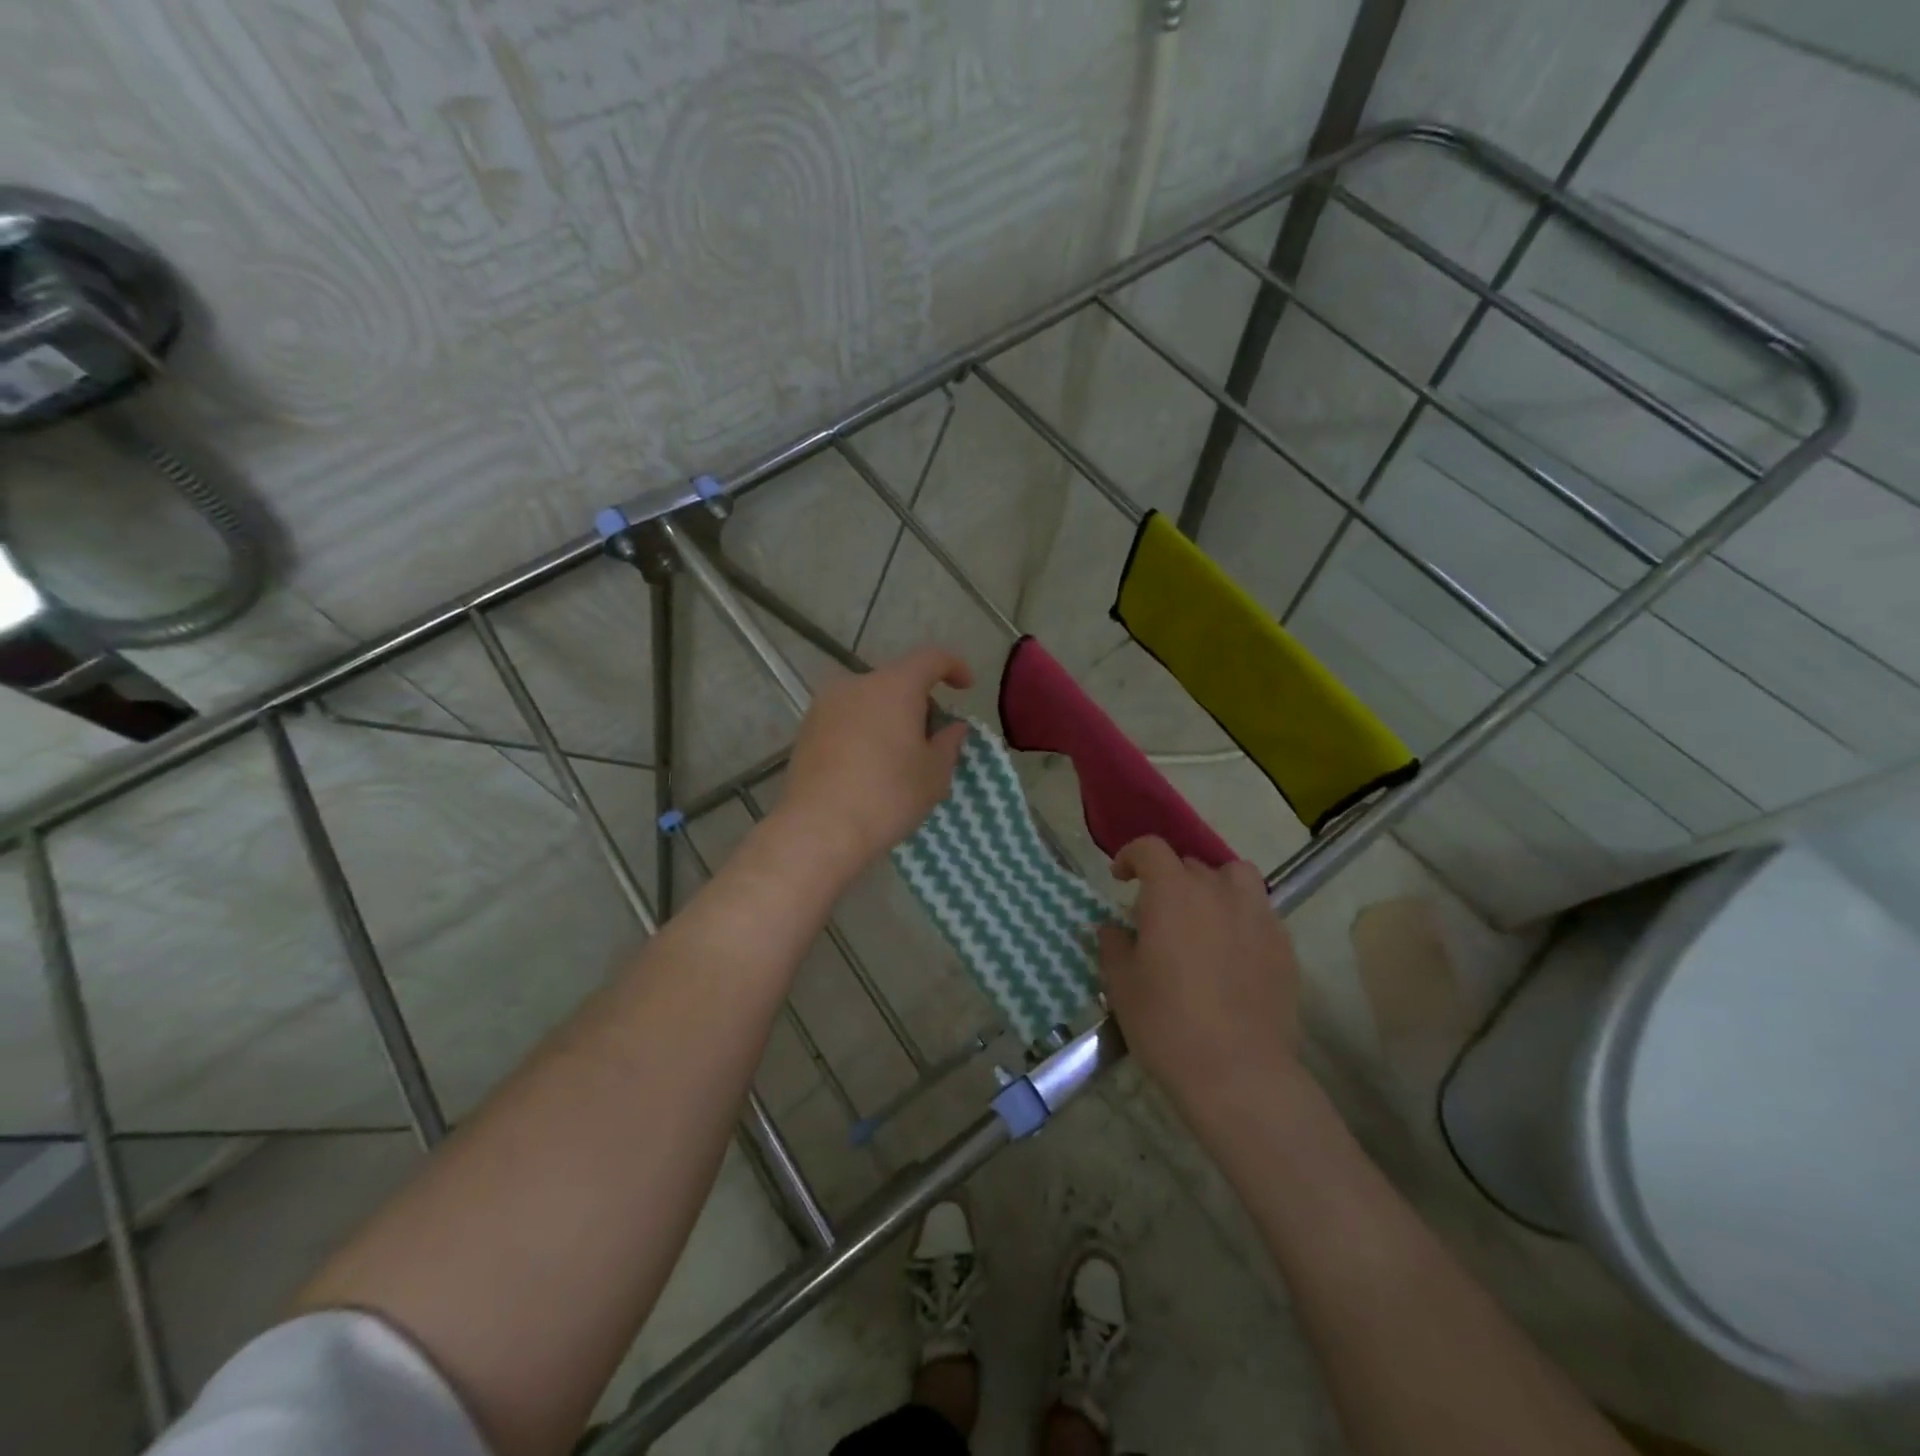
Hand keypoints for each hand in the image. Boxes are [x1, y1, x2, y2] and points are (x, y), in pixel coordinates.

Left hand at [776, 646, 972, 880]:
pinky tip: (869, 767)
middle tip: (932, 738)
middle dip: (919, 702)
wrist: (818, 829)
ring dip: (889, 718)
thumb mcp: (934, 774)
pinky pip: (846, 719)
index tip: (966, 687)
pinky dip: (864, 732)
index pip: (930, 658)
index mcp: (894, 686)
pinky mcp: (806, 730)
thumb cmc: (888, 796)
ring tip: (899, 757)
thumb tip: (954, 727)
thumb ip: (949, 743)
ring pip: (869, 700)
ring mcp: (825, 706)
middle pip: (897, 681)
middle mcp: (855, 684)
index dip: (953, 667)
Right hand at [1098, 837, 1304, 1130]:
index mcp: (1172, 892)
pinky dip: (1240, 917)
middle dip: (1169, 879)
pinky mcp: (1283, 945)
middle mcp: (1218, 891)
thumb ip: (1114, 945)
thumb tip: (1114, 928)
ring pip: (1235, 878)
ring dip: (1214, 886)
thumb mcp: (1122, 984)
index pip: (1151, 849)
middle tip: (1156, 914)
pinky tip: (1231, 952)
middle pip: (1191, 864)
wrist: (1238, 1071)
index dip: (1131, 856)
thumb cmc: (1167, 1022)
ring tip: (1203, 917)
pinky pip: (1259, 912)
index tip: (1120, 878)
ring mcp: (1257, 915)